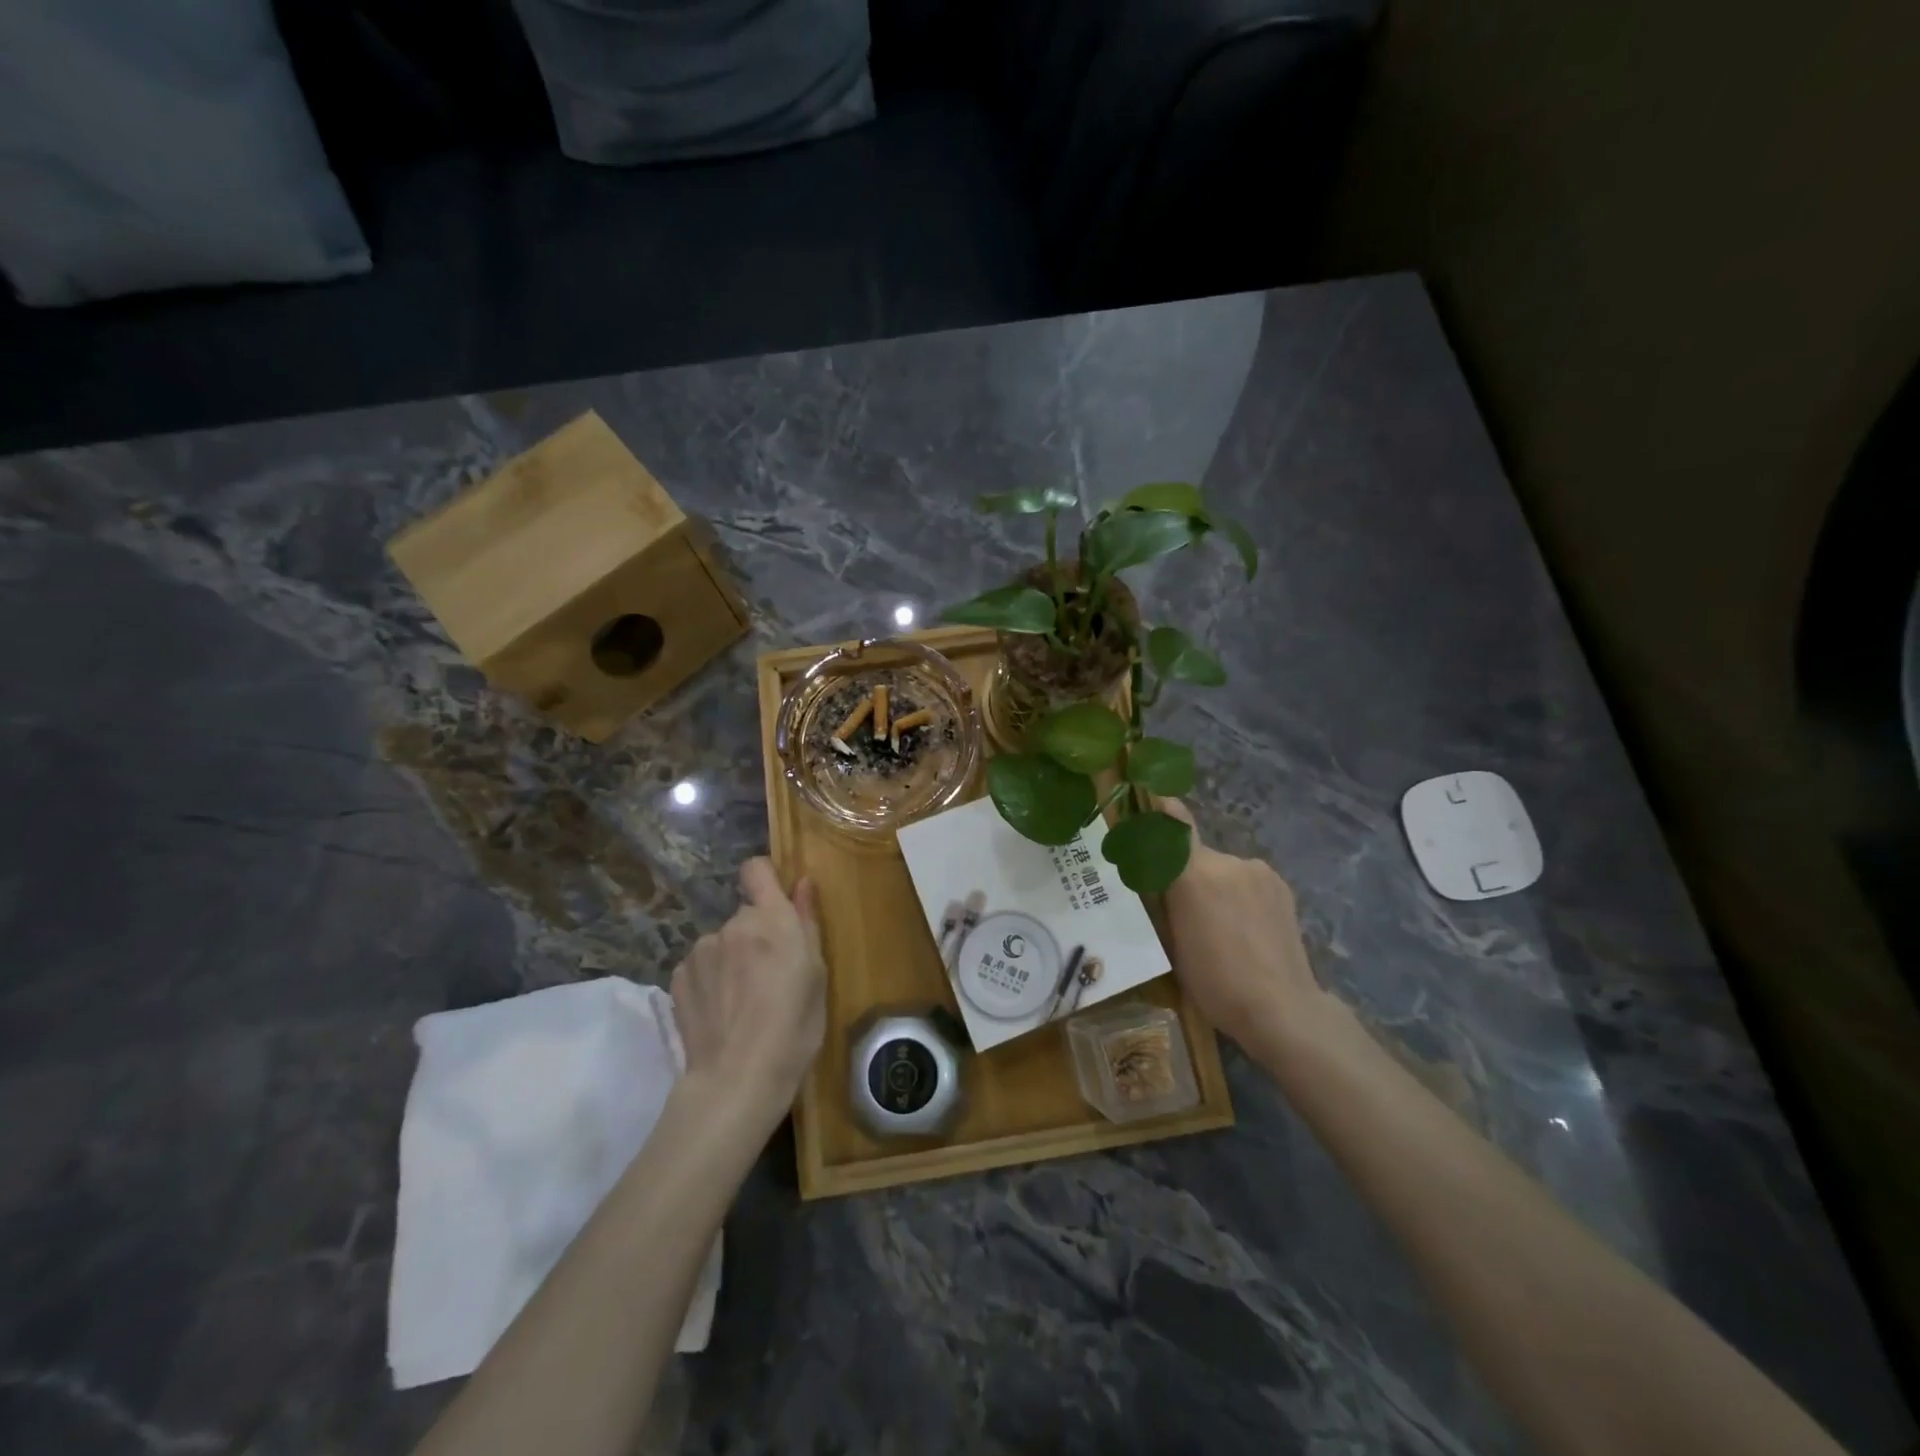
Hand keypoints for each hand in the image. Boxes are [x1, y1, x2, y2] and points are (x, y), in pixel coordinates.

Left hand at [671, 858, 825, 1126]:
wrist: (737, 1079)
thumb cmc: (794, 1027)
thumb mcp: (816, 974)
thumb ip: (807, 922)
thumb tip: (803, 883)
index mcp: (771, 919)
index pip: (756, 869)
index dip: (765, 879)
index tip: (777, 902)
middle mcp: (732, 925)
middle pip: (745, 915)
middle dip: (756, 935)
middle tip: (770, 975)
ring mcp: (700, 950)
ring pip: (722, 942)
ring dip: (732, 958)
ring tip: (743, 1000)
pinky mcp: (678, 978)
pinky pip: (701, 966)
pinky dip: (711, 980)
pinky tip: (720, 1011)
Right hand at [1160, 800, 1332, 1056]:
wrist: (1283, 1009)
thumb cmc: (1216, 983)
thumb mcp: (1173, 941)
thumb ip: (1165, 898)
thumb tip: (1154, 870)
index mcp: (1195, 874)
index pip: (1174, 825)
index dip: (1161, 806)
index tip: (1150, 792)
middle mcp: (1228, 862)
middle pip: (1196, 856)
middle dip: (1187, 875)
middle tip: (1184, 912)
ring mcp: (1259, 872)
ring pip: (1223, 870)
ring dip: (1216, 887)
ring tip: (1220, 928)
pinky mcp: (1280, 886)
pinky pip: (1247, 881)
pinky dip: (1239, 895)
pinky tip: (1245, 929)